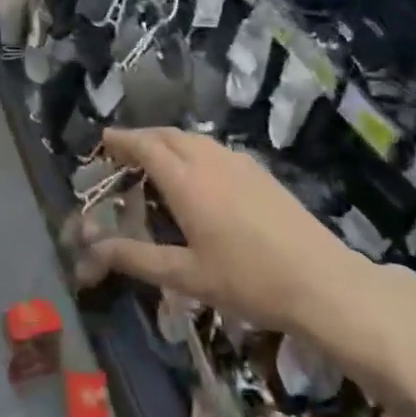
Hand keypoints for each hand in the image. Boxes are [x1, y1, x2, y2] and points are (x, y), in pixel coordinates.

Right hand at [84, 128, 415, 396]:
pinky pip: (214, 148)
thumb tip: (93, 248)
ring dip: (167, 142)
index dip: (121, 140)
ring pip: (193, 139)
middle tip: (123, 154)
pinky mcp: (260, 172)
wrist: (322, 281)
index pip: (144, 145)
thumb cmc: (247, 280)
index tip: (102, 140)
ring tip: (154, 162)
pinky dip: (192, 150)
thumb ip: (136, 258)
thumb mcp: (186, 276)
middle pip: (167, 135)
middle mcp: (209, 160)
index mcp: (186, 180)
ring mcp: (239, 163)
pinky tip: (197, 176)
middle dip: (141, 138)